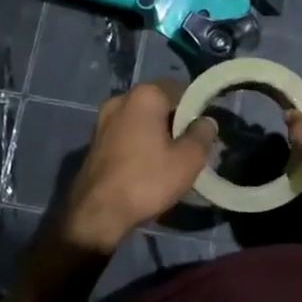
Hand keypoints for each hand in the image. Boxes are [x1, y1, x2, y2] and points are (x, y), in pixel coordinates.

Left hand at [58, 79, 217, 254]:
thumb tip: (206, 121)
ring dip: (157, 134)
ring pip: (141, 120)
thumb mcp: (188, 159)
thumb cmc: (147, 180)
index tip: (204, 131)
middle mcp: (120, 99)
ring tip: (170, 160)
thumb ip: (202, 134)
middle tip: (190, 148)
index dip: (197, 108)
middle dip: (176, 122)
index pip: (181, 89)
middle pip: (159, 104)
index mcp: (145, 95)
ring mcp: (103, 120)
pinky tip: (147, 167)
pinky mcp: (94, 140)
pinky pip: (126, 134)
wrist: (97, 213)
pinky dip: (139, 144)